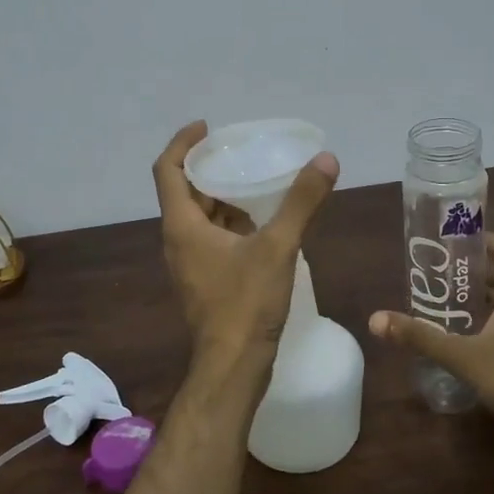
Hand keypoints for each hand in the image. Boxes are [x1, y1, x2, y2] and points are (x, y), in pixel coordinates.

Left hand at [153, 121, 339, 369]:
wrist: (233, 366)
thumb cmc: (246, 303)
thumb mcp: (278, 246)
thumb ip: (301, 202)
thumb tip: (326, 160)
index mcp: (182, 225)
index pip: (167, 169)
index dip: (182, 142)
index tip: (208, 127)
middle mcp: (177, 240)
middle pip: (184, 191)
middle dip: (208, 168)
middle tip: (239, 152)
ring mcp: (189, 263)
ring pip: (199, 218)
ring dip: (221, 197)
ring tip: (254, 182)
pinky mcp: (203, 281)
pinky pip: (211, 239)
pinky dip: (229, 224)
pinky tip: (261, 224)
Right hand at [369, 233, 493, 439]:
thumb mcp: (462, 356)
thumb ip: (421, 337)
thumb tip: (376, 320)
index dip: (486, 240)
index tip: (457, 243)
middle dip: (474, 272)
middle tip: (442, 275)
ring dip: (483, 297)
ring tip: (448, 303)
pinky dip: (493, 321)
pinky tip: (468, 337)